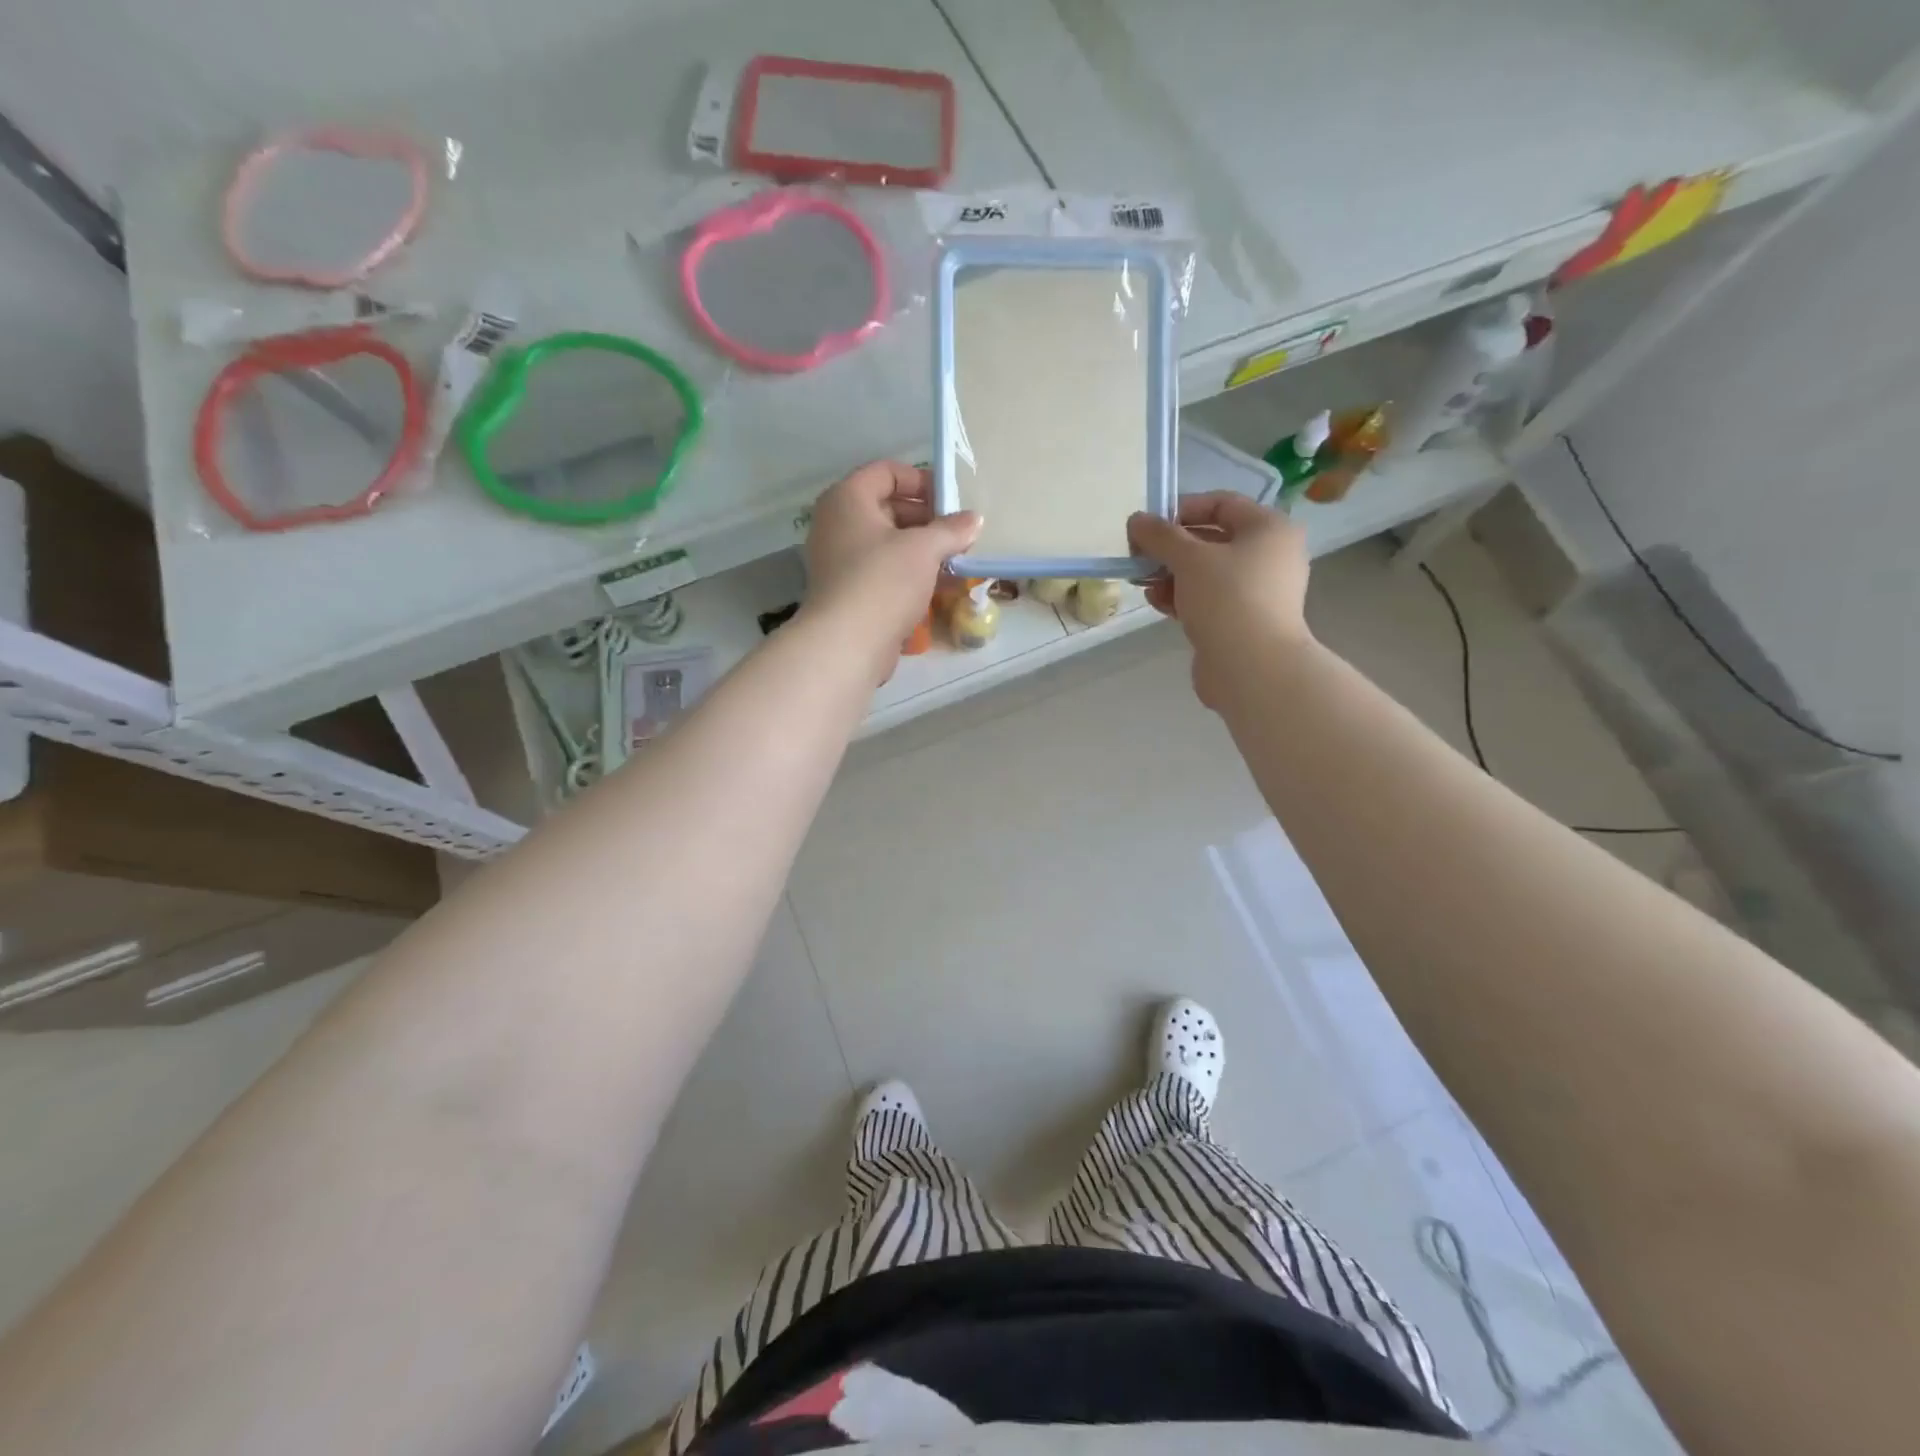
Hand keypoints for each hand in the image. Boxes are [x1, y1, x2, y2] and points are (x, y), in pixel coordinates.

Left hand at [804, 461, 980, 671]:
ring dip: (922, 548)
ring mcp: (840, 560)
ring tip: (956, 559)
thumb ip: (951, 529)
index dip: (921, 480)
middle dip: (927, 518)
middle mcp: (837, 523)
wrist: (848, 643)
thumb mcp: (924, 548)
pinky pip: (883, 570)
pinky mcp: (849, 591)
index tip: (952, 501)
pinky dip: (909, 573)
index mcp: (847, 499)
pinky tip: (939, 585)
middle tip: (959, 533)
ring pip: (887, 542)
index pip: (886, 472)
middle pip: (887, 507)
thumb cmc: (883, 580)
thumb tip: (974, 519)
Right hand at [1127, 492, 1311, 706]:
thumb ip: (1160, 535)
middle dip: (1172, 548)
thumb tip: (1137, 520)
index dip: (1182, 509)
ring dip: (1172, 575)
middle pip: (1212, 539)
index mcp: (1268, 529)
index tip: (1149, 526)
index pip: (1221, 503)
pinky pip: (1208, 599)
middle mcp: (1269, 555)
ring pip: (1207, 573)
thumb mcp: (1189, 558)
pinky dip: (1183, 597)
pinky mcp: (1242, 620)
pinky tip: (1158, 603)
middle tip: (1139, 556)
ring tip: (1145, 583)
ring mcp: (1258, 591)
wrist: (1253, 668)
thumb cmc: (1228, 599)